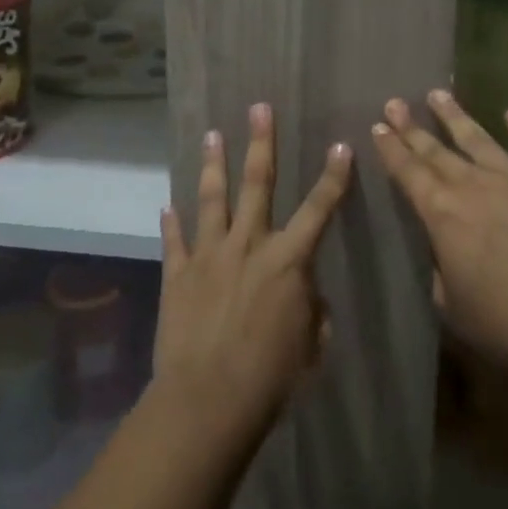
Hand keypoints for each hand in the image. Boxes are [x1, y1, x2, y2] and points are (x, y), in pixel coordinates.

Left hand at [153, 103, 350, 449]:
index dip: (333, 177)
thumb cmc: (271, 378)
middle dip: (261, 143)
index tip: (340, 146)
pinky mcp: (178, 273)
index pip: (319, 209)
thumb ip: (312, 310)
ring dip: (214, 164)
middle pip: (257, 183)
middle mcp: (249, 245)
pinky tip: (167, 204)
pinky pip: (175, 240)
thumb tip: (305, 293)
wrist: (208, 400)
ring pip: (212, 198)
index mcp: (288, 261)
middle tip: (259, 108)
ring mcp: (209, 255)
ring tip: (212, 134)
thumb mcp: (311, 346)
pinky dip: (171, 222)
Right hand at [373, 90, 507, 378]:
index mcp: (443, 214)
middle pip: (437, 150)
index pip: (409, 173)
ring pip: (480, 139)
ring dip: (456, 116)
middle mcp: (475, 186)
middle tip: (394, 102)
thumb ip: (441, 272)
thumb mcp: (454, 308)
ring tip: (438, 94)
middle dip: (412, 127)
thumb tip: (441, 252)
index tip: (378, 126)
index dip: (391, 149)